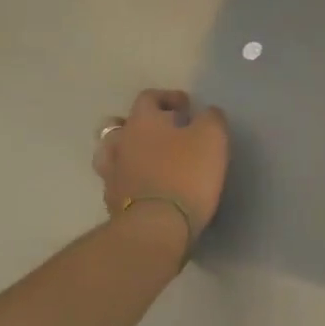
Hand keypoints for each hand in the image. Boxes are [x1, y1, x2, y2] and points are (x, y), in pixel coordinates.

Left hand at [93, 89, 230, 253]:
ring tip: (148, 159)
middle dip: (144, 125)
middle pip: (122, 124)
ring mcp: (112, 174)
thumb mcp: (212, 137)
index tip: (187, 107)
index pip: (149, 97)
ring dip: (128, 151)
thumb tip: (206, 114)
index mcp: (142, 121)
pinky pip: (117, 181)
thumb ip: (211, 118)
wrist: (156, 228)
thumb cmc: (186, 174)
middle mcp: (121, 142)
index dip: (168, 98)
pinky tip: (145, 185)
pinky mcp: (111, 203)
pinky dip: (129, 178)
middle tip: (165, 132)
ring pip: (112, 153)